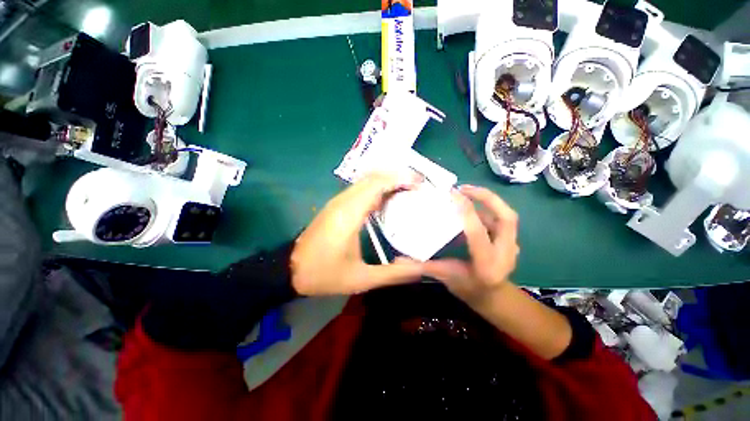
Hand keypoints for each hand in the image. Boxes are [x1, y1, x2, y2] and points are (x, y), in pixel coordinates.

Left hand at [291, 173, 423, 295]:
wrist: (290, 270)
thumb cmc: (325, 274)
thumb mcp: (362, 280)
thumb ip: (393, 274)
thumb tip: (421, 268)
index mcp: (350, 215)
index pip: (377, 184)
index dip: (400, 178)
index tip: (420, 183)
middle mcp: (343, 202)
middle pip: (373, 177)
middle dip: (397, 176)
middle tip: (418, 185)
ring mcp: (338, 202)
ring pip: (366, 181)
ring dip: (387, 180)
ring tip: (408, 189)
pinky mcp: (336, 206)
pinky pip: (360, 189)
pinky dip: (377, 188)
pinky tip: (388, 199)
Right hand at [422, 185, 518, 303]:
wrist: (493, 297)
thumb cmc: (469, 289)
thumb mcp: (446, 277)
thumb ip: (424, 266)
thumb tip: (397, 260)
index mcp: (486, 263)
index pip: (477, 232)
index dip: (466, 211)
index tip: (452, 194)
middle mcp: (505, 253)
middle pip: (506, 217)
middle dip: (487, 198)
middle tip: (463, 188)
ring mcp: (512, 245)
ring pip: (506, 215)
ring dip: (487, 200)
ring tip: (466, 192)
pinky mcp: (510, 240)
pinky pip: (501, 219)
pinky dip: (487, 208)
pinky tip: (471, 206)